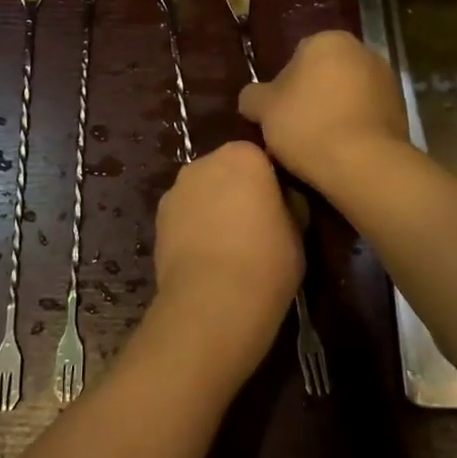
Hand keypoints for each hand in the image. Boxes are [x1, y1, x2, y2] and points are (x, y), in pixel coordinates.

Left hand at [147, 142, 302, 389]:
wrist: (213, 301)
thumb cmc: (267, 260)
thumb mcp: (298, 230)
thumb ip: (289, 203)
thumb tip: (283, 200)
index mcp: (243, 155)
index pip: (260, 159)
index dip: (270, 184)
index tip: (279, 210)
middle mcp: (204, 161)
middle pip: (226, 170)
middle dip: (238, 191)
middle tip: (255, 226)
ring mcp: (177, 189)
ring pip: (202, 192)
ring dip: (213, 208)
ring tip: (228, 247)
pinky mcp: (158, 218)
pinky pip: (184, 215)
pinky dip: (193, 228)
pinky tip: (206, 257)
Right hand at [237, 30, 408, 190]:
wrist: (364, 165)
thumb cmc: (308, 125)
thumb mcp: (263, 109)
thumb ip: (252, 96)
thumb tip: (252, 97)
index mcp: (327, 40)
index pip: (296, 57)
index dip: (283, 87)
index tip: (278, 115)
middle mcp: (362, 51)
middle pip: (324, 74)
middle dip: (311, 97)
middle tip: (294, 130)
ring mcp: (386, 80)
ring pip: (347, 95)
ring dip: (333, 112)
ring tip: (317, 146)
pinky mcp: (401, 109)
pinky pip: (366, 115)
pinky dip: (354, 127)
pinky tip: (341, 152)